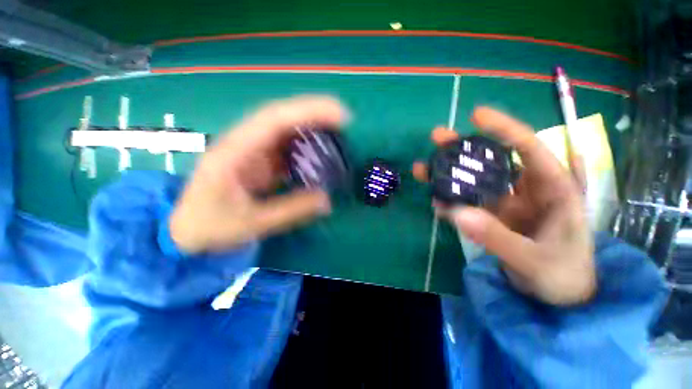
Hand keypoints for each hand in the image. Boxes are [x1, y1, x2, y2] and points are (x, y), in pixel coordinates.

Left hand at [170, 96, 348, 253]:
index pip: (274, 120)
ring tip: (338, 134)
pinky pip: (287, 147)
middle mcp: (244, 143)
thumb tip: (327, 200)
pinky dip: (306, 147)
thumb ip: (291, 211)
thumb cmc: (210, 226)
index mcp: (235, 151)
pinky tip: (321, 152)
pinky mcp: (260, 162)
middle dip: (314, 113)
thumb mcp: (251, 223)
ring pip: (286, 130)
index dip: (308, 112)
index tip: (338, 114)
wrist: (186, 230)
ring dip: (312, 128)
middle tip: (345, 120)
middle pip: (282, 117)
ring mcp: (253, 151)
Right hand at [413, 107, 594, 305]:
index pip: (528, 148)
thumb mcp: (535, 260)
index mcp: (552, 189)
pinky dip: (451, 202)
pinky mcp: (491, 217)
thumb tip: (455, 212)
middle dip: (464, 149)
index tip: (475, 115)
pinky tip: (436, 202)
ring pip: (474, 182)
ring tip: (423, 170)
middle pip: (492, 161)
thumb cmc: (563, 276)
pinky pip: (467, 205)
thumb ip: (497, 237)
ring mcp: (505, 204)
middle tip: (436, 138)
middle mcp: (526, 190)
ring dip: (449, 175)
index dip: (503, 128)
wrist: (559, 298)